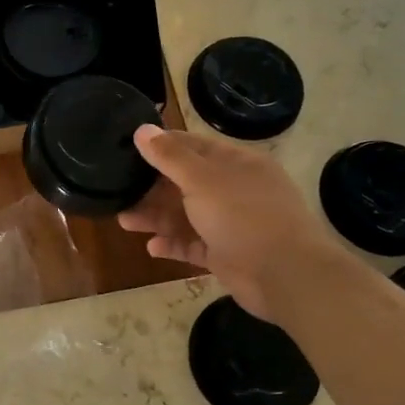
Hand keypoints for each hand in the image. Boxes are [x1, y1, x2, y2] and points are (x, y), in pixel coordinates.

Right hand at [119, 125, 340, 324]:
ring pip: (186, 216)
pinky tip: (152, 247)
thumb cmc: (243, 216)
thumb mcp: (201, 180)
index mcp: (236, 164)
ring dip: (156, 218)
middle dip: (152, 188)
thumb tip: (141, 129)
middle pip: (185, 183)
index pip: (193, 146)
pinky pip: (193, 245)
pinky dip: (173, 245)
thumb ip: (169, 156)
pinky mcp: (226, 254)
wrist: (285, 275)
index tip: (129, 148)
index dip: (162, 145)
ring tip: (125, 221)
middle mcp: (235, 190)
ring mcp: (231, 224)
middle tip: (119, 190)